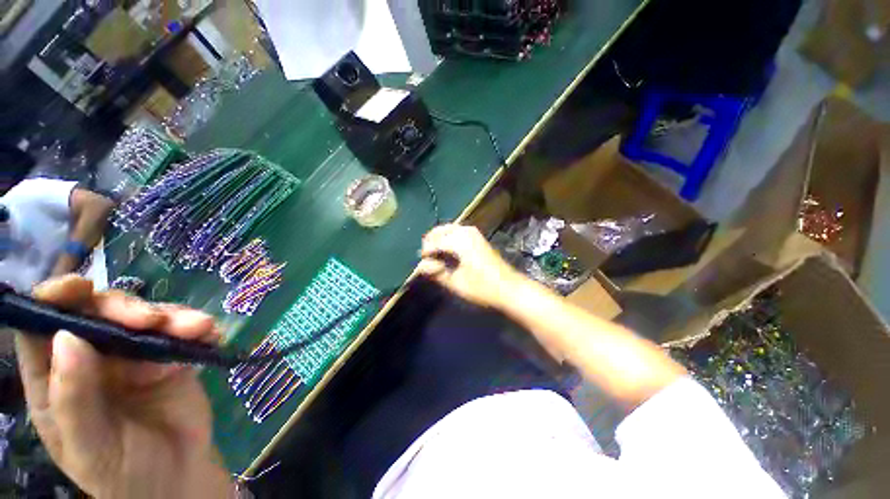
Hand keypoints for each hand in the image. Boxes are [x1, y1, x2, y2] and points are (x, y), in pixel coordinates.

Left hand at [15, 275, 232, 497]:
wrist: (179, 479)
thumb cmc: (123, 473)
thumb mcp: (91, 447)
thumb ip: (74, 398)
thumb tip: (68, 339)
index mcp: (58, 379)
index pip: (43, 327)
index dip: (55, 300)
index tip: (79, 288)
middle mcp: (93, 359)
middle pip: (100, 314)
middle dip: (126, 309)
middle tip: (152, 321)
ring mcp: (134, 358)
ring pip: (147, 318)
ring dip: (173, 317)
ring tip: (198, 328)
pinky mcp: (171, 358)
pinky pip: (183, 333)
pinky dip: (198, 329)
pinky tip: (211, 335)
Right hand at [418, 224, 523, 308]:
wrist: (508, 287)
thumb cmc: (482, 288)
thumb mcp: (456, 283)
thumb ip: (436, 273)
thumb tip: (420, 266)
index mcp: (460, 242)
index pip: (434, 242)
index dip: (425, 252)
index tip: (420, 263)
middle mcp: (466, 232)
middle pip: (440, 230)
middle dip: (431, 242)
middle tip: (426, 258)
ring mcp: (473, 232)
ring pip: (448, 229)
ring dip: (439, 238)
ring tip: (434, 254)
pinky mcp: (477, 236)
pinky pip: (456, 231)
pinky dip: (448, 237)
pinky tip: (446, 249)